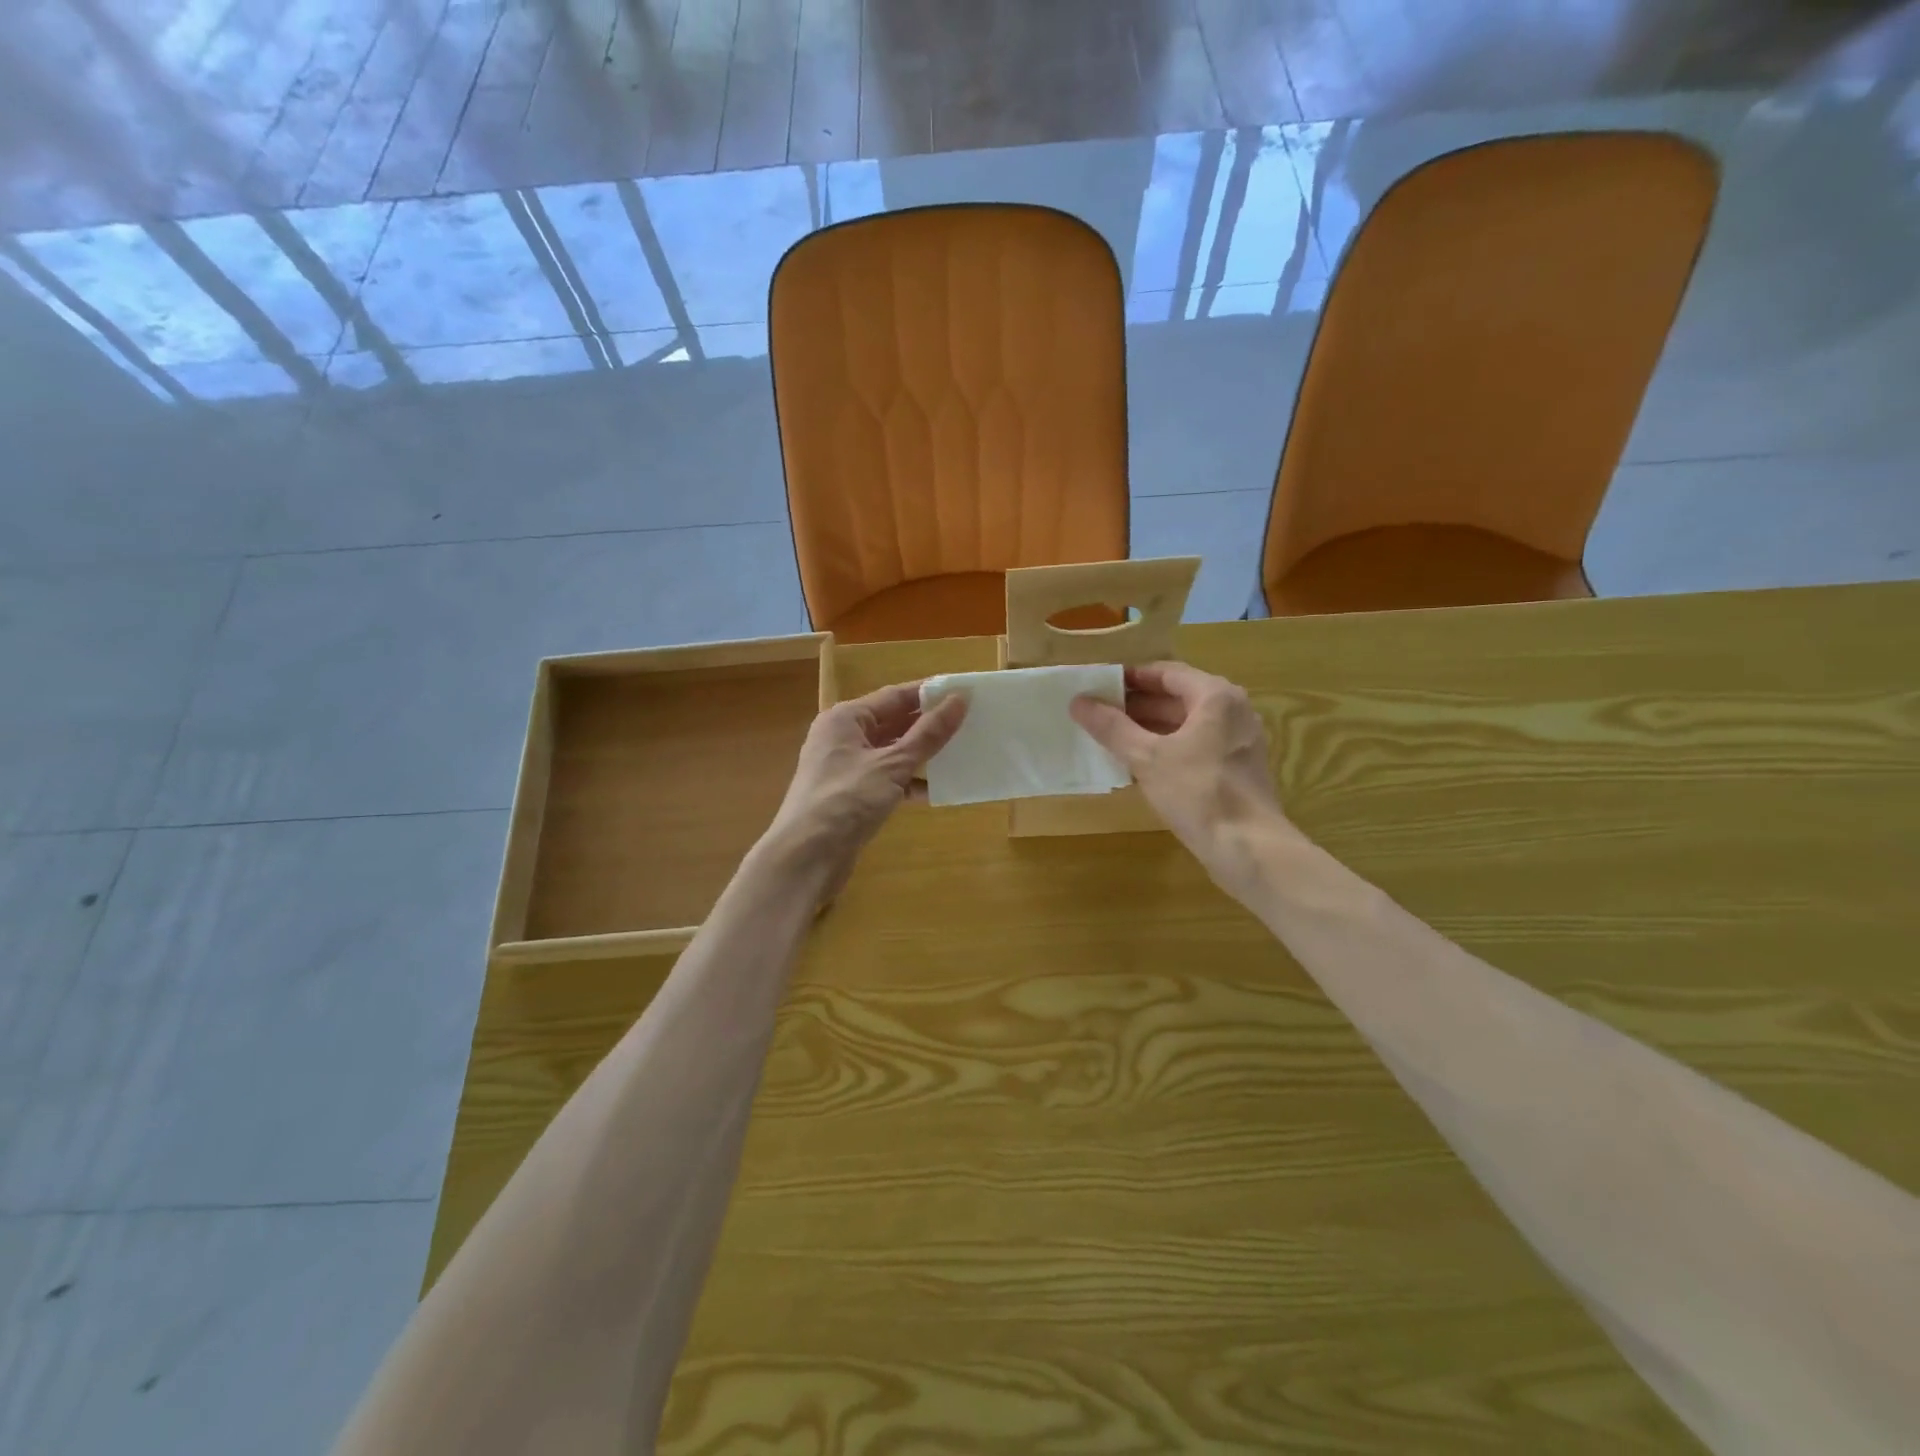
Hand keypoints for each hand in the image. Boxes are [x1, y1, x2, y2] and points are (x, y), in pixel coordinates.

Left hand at [765, 682, 967, 898]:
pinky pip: (886, 779)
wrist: (806, 857)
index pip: (894, 696)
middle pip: (892, 723)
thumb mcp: (892, 764)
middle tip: (970, 722)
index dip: (929, 693)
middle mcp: (842, 737)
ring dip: (922, 754)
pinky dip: (909, 782)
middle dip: (928, 724)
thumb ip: (928, 734)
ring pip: (891, 753)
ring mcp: (845, 768)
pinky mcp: (851, 796)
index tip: (965, 692)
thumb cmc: (846, 800)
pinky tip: (938, 790)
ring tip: (961, 752)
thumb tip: (959, 699)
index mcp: (846, 718)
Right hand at [1070, 662, 1295, 894]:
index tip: (1098, 686)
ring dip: (1150, 728)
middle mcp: (1233, 710)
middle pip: (1177, 697)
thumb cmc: (1198, 793)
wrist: (1249, 848)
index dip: (1130, 677)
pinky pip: (1197, 746)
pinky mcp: (1237, 768)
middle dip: (1137, 705)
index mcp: (1216, 696)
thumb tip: (1078, 702)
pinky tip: (1138, 765)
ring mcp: (1239, 740)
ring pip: (1186, 724)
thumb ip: (1112, 727)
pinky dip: (1168, 748)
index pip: (1166, 672)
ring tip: (1111, 738)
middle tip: (1099, 713)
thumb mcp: (1147, 758)